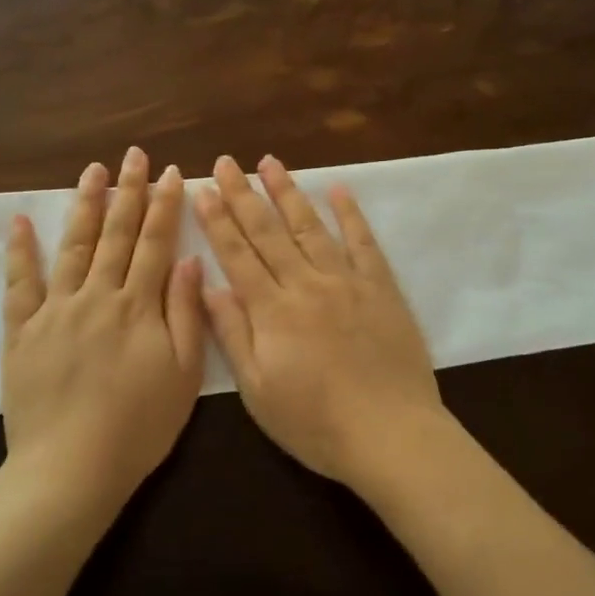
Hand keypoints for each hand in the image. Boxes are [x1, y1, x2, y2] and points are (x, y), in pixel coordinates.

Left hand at [2, 147, 205, 512]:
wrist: (70, 469)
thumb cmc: (138, 427)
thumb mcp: (182, 374)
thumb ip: (185, 313)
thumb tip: (186, 259)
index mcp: (138, 306)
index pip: (155, 243)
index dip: (164, 205)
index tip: (171, 172)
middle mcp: (97, 296)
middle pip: (116, 234)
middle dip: (128, 191)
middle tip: (134, 155)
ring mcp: (56, 310)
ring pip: (74, 246)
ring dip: (85, 206)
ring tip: (93, 171)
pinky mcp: (22, 331)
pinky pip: (20, 284)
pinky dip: (20, 251)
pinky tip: (21, 220)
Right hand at [194, 154, 446, 486]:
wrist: (391, 434)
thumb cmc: (316, 423)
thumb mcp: (259, 391)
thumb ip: (234, 335)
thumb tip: (209, 286)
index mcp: (272, 311)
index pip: (237, 255)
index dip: (217, 221)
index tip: (203, 188)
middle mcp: (305, 284)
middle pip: (268, 232)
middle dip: (243, 194)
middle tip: (226, 161)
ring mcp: (346, 281)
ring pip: (310, 227)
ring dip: (288, 192)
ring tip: (271, 162)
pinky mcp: (380, 287)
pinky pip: (363, 242)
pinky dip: (350, 214)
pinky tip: (339, 189)